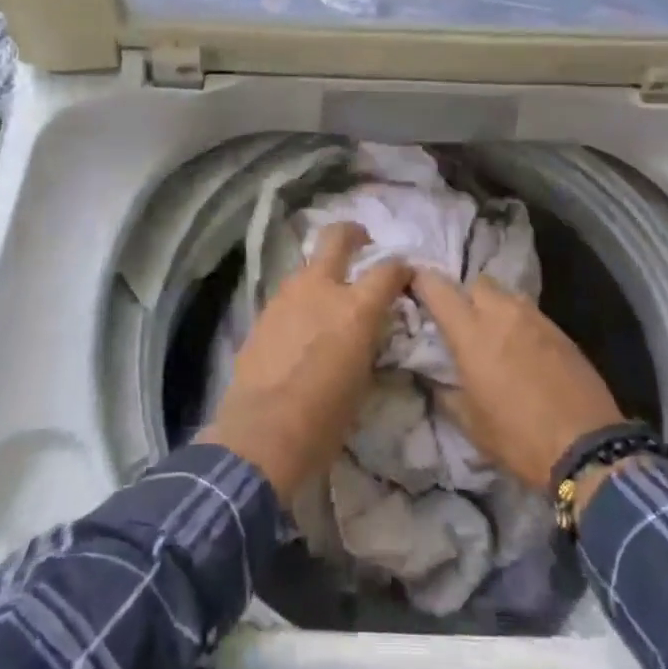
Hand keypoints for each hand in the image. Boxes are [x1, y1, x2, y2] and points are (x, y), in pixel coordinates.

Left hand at [199, 223, 409, 504]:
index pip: (388, 270)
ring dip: (322, 272)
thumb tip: (369, 331)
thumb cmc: (325, 418)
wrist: (262, 434)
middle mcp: (321, 289)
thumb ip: (368, 341)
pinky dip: (300, 300)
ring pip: (308, 266)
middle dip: (352, 233)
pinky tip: (301, 324)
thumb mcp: (363, 379)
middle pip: (336, 238)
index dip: (401, 269)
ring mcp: (286, 297)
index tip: (405, 275)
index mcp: (356, 308)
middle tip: (362, 241)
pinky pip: (288, 295)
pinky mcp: (262, 313)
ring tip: (328, 296)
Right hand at [411, 270, 624, 493]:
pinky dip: (519, 323)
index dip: (422, 281)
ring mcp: (535, 318)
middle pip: (477, 282)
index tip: (414, 287)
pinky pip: (530, 313)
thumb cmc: (518, 438)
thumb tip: (433, 378)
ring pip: (506, 295)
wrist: (587, 447)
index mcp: (471, 332)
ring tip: (494, 335)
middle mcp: (501, 313)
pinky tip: (522, 349)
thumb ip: (446, 392)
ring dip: (494, 307)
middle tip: (461, 321)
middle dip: (464, 294)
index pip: (438, 288)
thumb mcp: (470, 423)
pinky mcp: (560, 330)